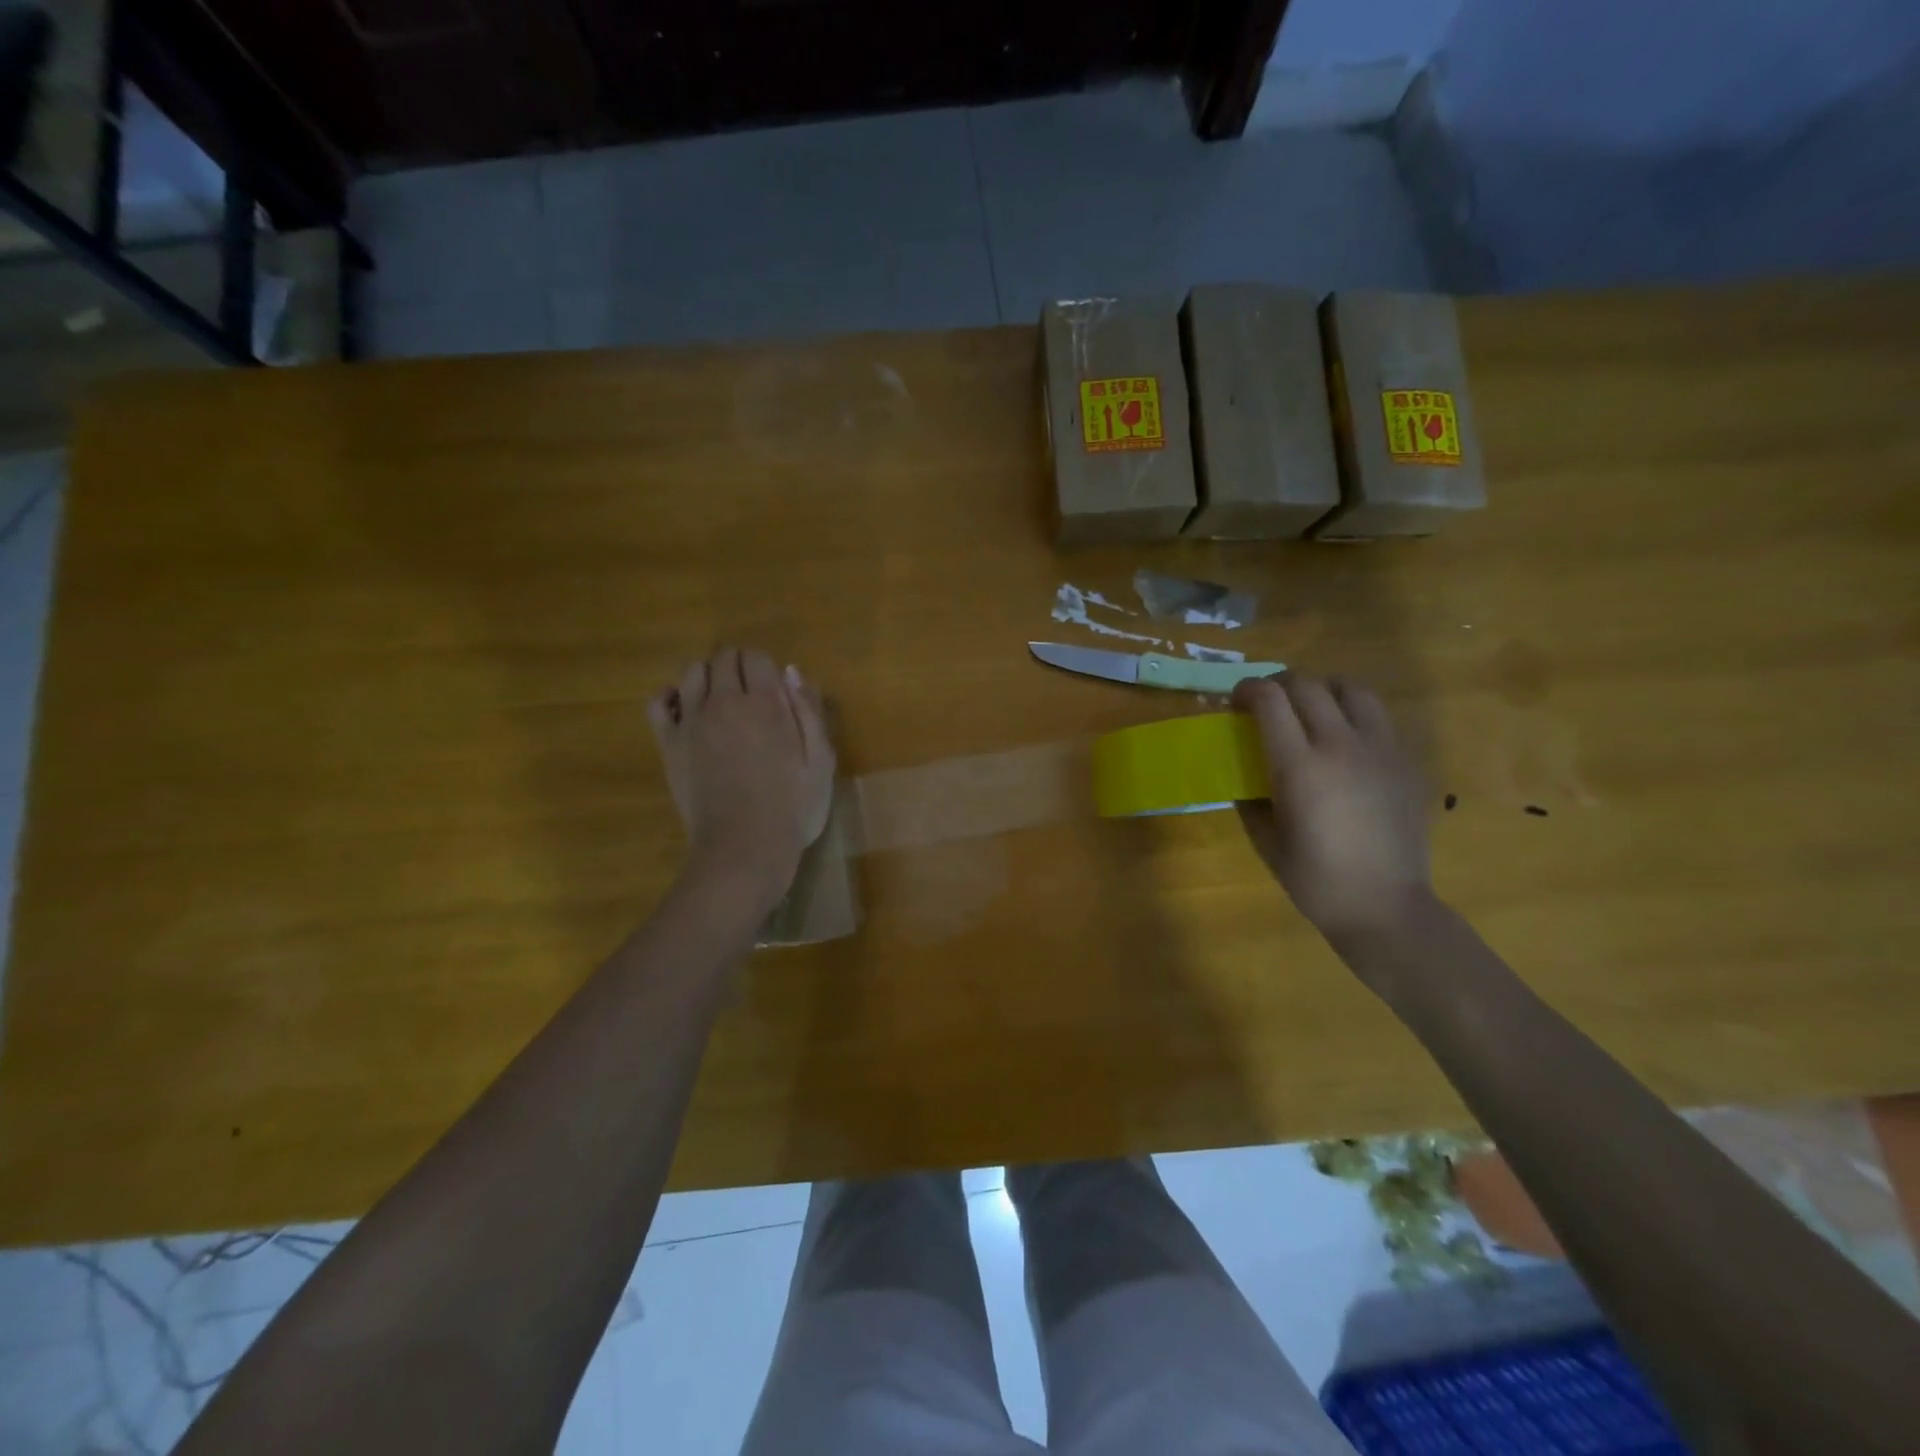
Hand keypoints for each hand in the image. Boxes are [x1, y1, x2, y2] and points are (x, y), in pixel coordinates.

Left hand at [648, 648, 834, 902]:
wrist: (745, 846)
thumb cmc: (793, 807)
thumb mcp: (821, 760)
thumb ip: (809, 711)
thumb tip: (790, 672)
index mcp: (767, 703)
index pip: (756, 657)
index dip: (765, 668)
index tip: (774, 690)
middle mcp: (726, 701)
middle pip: (723, 657)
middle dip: (738, 666)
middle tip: (750, 695)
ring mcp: (692, 721)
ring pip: (692, 671)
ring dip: (708, 677)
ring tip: (720, 702)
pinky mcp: (670, 743)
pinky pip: (658, 702)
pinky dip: (669, 697)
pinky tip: (683, 710)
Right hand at [1231, 673, 1433, 943]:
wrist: (1385, 906)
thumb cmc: (1315, 879)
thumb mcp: (1265, 839)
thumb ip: (1251, 798)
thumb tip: (1244, 774)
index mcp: (1299, 766)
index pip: (1269, 700)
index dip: (1246, 690)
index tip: (1235, 702)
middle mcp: (1340, 745)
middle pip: (1307, 684)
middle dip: (1278, 684)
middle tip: (1267, 703)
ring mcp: (1380, 749)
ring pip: (1352, 688)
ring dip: (1323, 689)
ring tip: (1311, 709)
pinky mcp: (1406, 761)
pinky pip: (1379, 717)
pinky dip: (1354, 714)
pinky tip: (1345, 741)